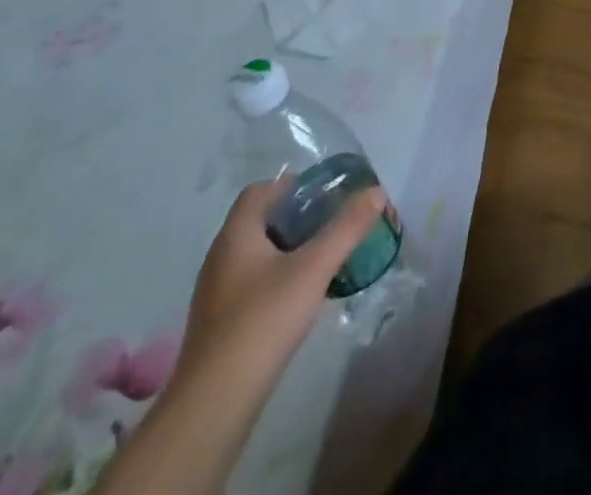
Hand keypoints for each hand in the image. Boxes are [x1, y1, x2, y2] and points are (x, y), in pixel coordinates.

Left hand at [177, 178, 387, 378]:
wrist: (214, 405)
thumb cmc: (263, 321)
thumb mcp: (314, 268)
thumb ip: (347, 227)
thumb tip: (376, 191)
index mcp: (235, 236)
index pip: (260, 191)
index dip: (292, 185)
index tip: (325, 194)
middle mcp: (220, 258)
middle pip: (261, 222)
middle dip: (299, 218)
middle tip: (334, 223)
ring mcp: (217, 294)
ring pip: (259, 255)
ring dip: (292, 250)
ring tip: (326, 258)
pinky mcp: (221, 325)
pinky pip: (254, 284)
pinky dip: (280, 279)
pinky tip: (304, 297)